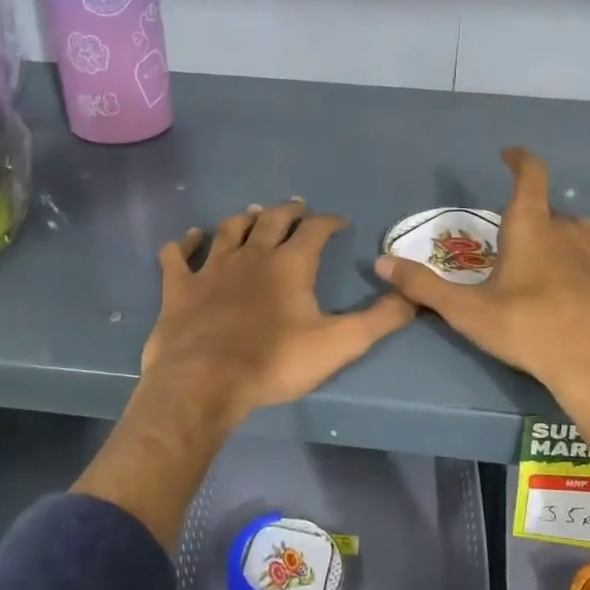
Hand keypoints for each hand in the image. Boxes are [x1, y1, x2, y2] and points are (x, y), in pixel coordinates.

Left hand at [141, 199, 414, 429]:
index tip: (339, 222)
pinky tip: (187, 239)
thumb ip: (379, 320)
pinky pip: (177, 256)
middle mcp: (251, 255)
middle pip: (271, 221)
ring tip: (253, 214)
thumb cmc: (275, 362)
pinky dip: (183, 244)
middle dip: (288, 212)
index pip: (315, 230)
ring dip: (243, 219)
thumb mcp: (339, 344)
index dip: (329, 221)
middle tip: (297, 208)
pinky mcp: (180, 288)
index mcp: (290, 264)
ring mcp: (211, 268)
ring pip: (228, 230)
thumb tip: (413, 297)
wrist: (205, 381)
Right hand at [374, 147, 589, 407]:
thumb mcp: (465, 310)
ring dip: (564, 232)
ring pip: (582, 230)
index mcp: (531, 227)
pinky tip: (586, 276)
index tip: (508, 154)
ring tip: (546, 249)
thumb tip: (382, 262)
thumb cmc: (527, 327)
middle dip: (532, 210)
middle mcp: (566, 233)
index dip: (520, 160)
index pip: (531, 175)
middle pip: (552, 207)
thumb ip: (422, 286)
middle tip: (510, 230)